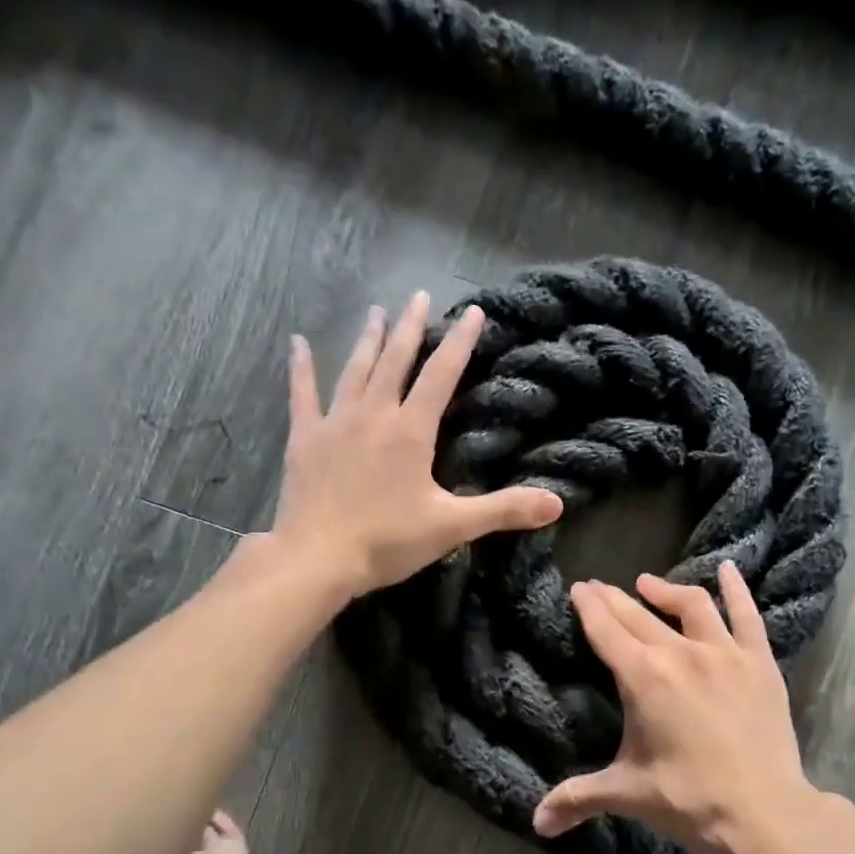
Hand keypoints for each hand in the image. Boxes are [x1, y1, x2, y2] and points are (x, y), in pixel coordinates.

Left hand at [270, 292, 562, 594]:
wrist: (319, 558)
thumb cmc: (388, 541)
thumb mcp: (453, 526)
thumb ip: (504, 510)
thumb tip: (557, 503)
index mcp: (411, 430)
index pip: (442, 375)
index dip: (460, 343)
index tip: (473, 312)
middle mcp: (374, 414)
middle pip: (395, 360)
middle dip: (410, 327)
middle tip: (419, 296)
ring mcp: (335, 422)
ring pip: (355, 370)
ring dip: (368, 340)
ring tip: (376, 311)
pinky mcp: (305, 439)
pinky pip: (302, 394)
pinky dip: (301, 368)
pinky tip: (297, 343)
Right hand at [533, 565, 816, 853]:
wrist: (764, 812)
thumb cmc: (688, 799)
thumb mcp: (626, 794)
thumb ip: (577, 798)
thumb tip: (536, 823)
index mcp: (643, 678)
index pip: (606, 630)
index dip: (589, 607)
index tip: (579, 588)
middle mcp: (680, 653)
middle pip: (639, 615)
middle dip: (614, 598)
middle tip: (598, 586)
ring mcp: (724, 653)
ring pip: (691, 605)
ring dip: (665, 590)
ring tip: (647, 583)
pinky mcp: (759, 662)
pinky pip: (747, 615)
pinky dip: (736, 590)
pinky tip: (727, 570)